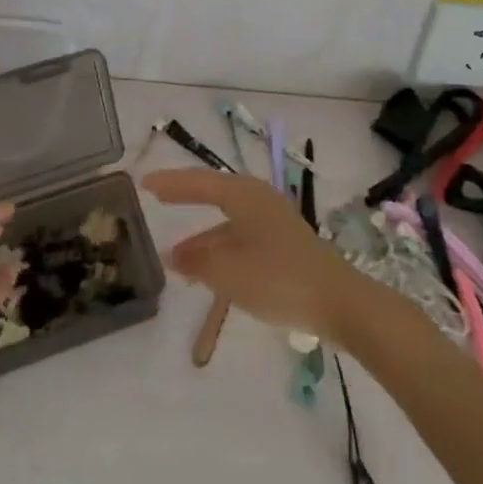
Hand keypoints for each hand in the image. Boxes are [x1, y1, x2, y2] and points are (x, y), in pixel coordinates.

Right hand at [144, 170, 380, 345]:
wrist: (337, 301)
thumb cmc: (277, 278)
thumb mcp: (228, 271)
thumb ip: (197, 261)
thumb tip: (175, 255)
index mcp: (244, 195)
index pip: (199, 182)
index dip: (171, 183)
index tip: (145, 182)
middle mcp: (259, 199)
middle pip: (215, 194)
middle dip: (187, 200)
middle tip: (158, 200)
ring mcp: (274, 221)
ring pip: (229, 220)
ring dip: (203, 236)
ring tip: (176, 258)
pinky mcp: (284, 243)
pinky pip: (242, 236)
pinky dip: (221, 248)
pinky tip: (210, 272)